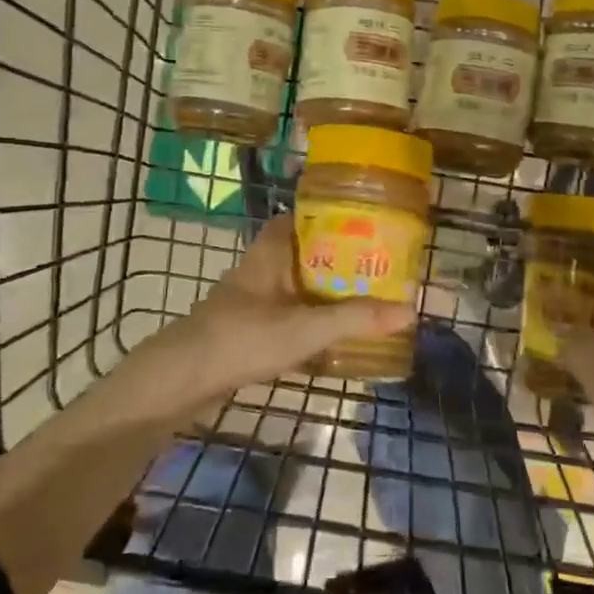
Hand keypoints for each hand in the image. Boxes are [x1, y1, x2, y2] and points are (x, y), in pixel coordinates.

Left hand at [116, 214, 415, 423]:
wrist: (182, 379)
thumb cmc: (244, 337)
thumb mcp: (307, 327)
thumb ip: (356, 318)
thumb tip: (411, 309)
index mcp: (272, 251)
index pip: (302, 216)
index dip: (333, 214)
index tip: (369, 221)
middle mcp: (262, 267)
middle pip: (307, 252)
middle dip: (340, 258)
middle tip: (380, 264)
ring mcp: (254, 299)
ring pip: (299, 285)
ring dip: (328, 290)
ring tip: (368, 296)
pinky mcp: (249, 329)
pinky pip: (290, 315)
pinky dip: (313, 320)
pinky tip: (336, 336)